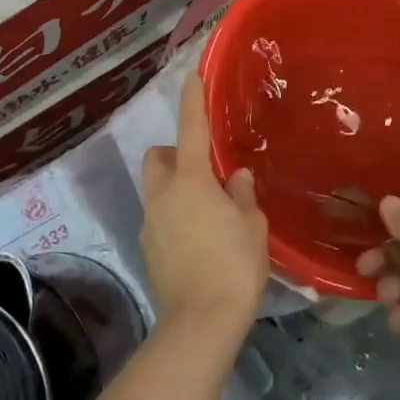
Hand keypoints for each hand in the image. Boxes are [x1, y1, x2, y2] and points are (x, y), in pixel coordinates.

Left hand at [141, 76, 268, 342]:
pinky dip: (174, 216)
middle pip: (157, 157)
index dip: (191, 100)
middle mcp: (163, 196)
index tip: (191, 76)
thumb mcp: (252, 227)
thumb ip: (242, 196)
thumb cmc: (234, 267)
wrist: (200, 323)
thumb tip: (234, 178)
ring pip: (155, 189)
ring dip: (174, 187)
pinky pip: (158, 218)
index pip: (190, 129)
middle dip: (174, 153)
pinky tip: (198, 240)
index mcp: (191, 182)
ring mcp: (151, 224)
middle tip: (203, 169)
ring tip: (207, 210)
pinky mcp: (148, 249)